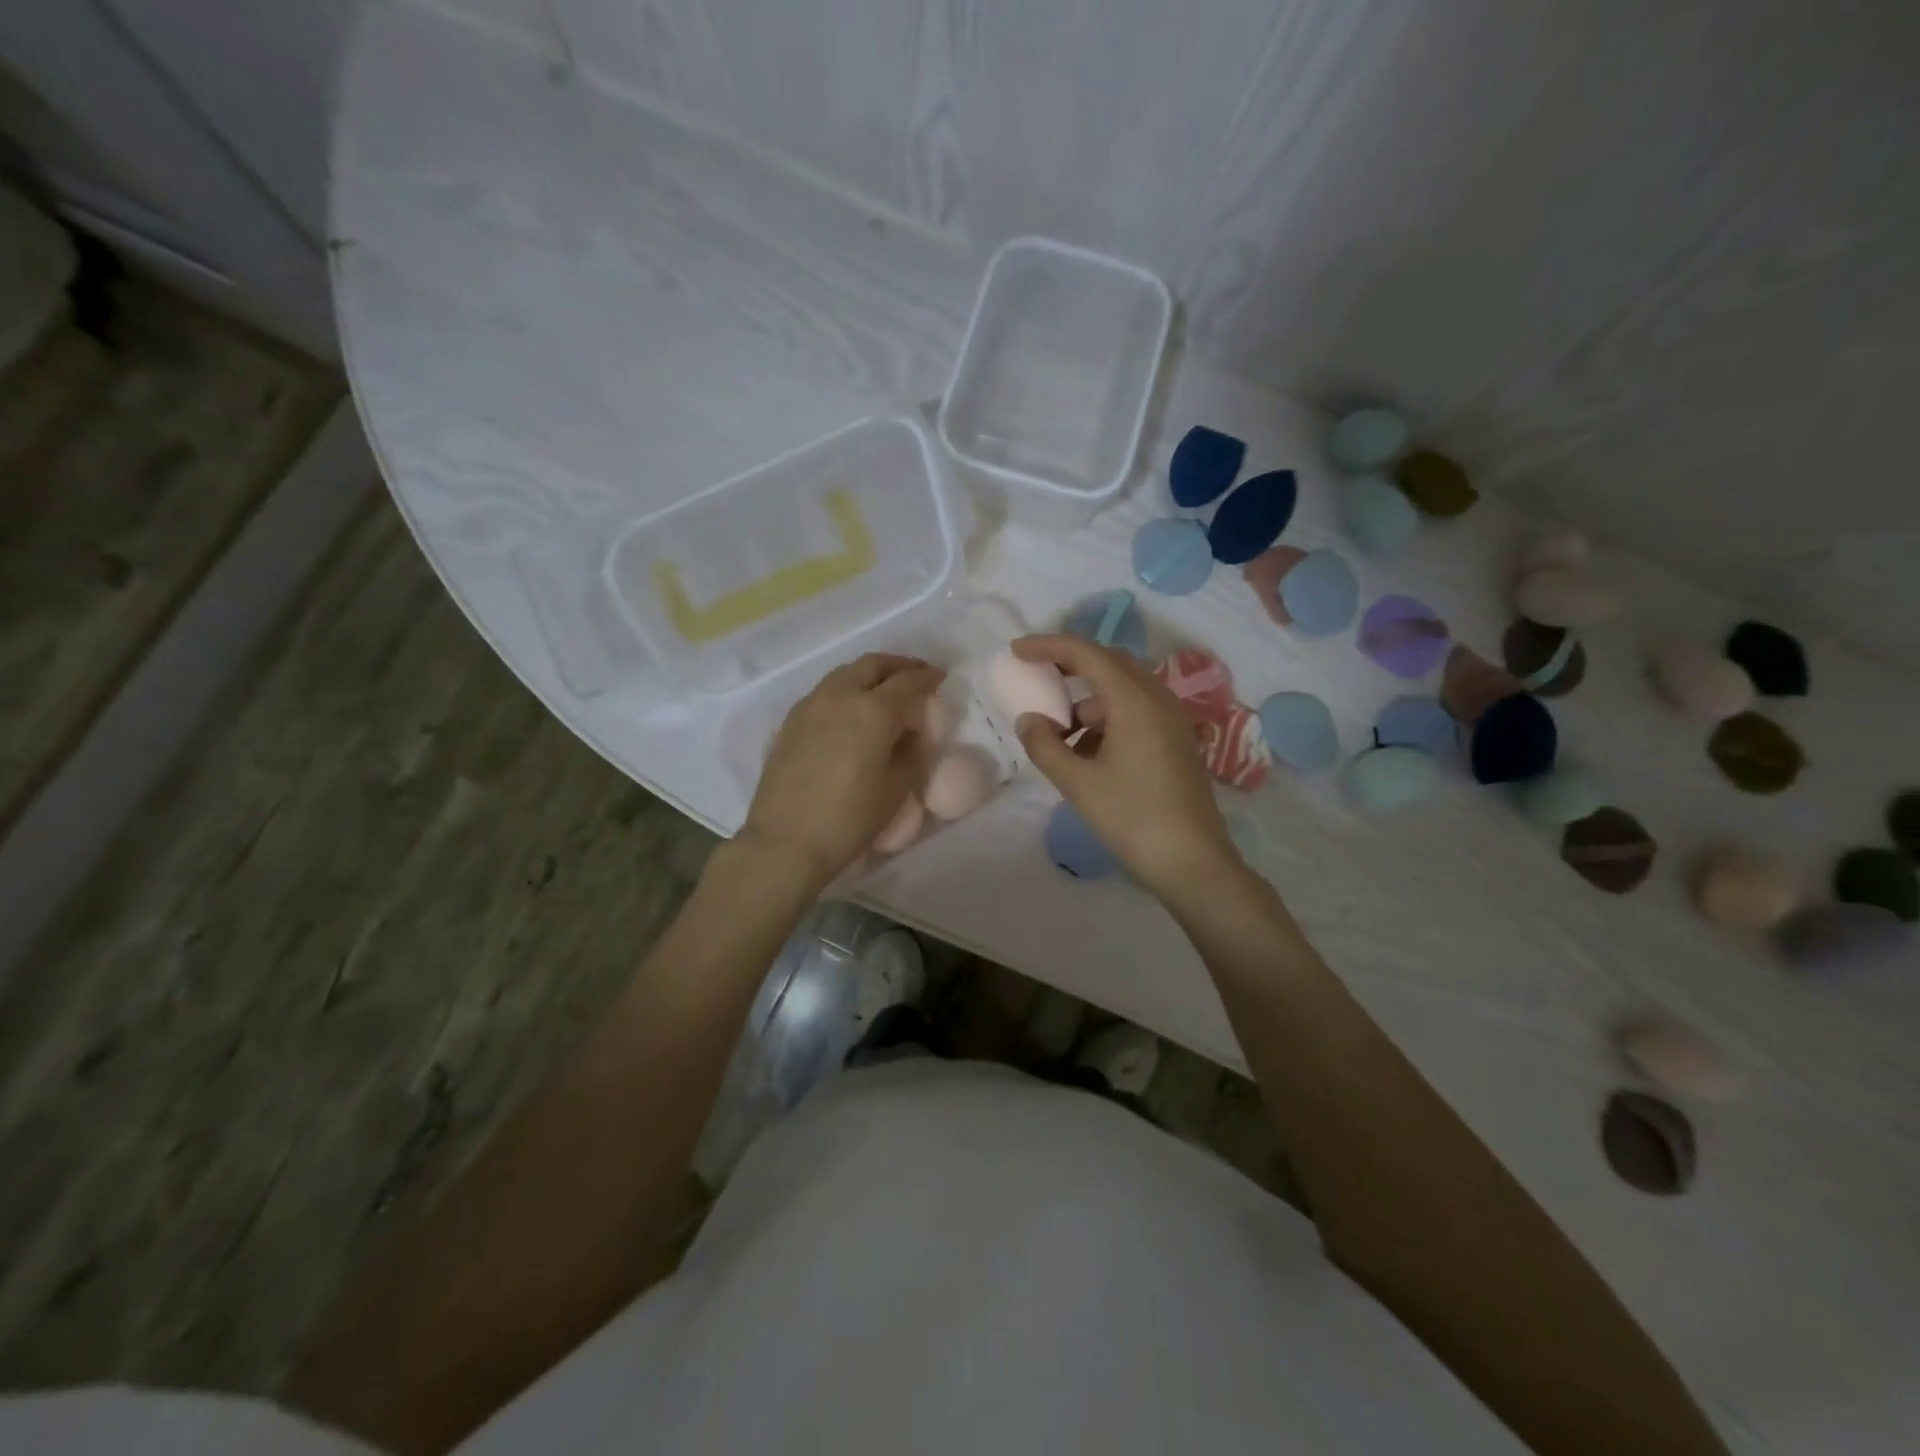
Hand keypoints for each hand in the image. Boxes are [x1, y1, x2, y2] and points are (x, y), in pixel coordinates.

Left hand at [739, 653, 945, 893]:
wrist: (785, 841)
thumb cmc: (849, 819)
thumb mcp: (896, 788)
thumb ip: (910, 752)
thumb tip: (910, 733)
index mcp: (873, 710)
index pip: (908, 681)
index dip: (927, 677)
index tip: (940, 678)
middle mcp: (840, 696)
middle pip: (873, 665)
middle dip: (898, 666)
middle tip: (914, 675)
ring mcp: (810, 705)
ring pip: (845, 674)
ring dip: (869, 674)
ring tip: (884, 690)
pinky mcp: (790, 722)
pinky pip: (825, 692)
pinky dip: (846, 690)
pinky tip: (851, 711)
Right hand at [1013, 634, 1241, 898]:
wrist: (1193, 863)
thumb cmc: (1132, 819)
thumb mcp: (1078, 784)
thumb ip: (1045, 746)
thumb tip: (1029, 720)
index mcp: (1134, 701)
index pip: (1086, 653)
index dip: (1048, 646)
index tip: (1017, 650)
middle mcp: (1157, 700)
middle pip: (1109, 663)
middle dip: (1070, 666)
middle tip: (1037, 678)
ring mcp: (1171, 721)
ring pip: (1122, 691)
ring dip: (1087, 701)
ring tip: (1058, 734)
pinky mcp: (1176, 742)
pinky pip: (1135, 713)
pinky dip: (1106, 720)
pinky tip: (1087, 754)